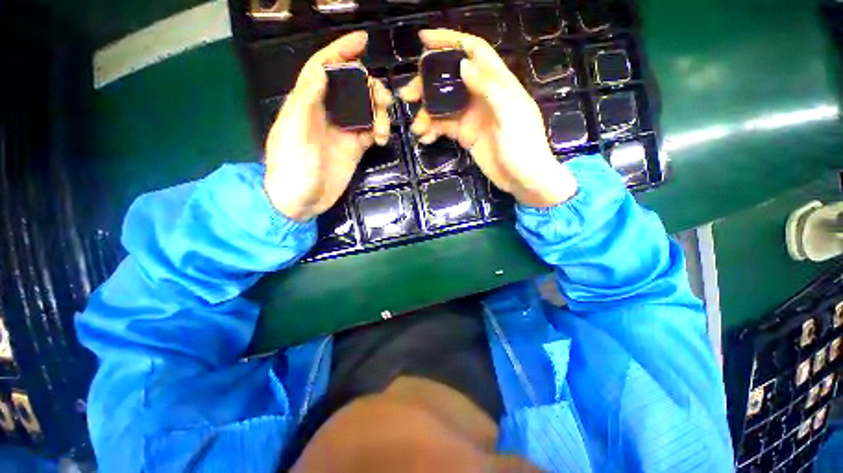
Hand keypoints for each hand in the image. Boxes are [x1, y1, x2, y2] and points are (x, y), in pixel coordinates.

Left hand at [264, 31, 392, 220]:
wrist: (301, 201)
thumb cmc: (292, 168)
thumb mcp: (294, 133)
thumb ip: (306, 101)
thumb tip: (323, 70)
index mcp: (307, 103)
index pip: (324, 68)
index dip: (341, 51)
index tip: (362, 41)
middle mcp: (327, 113)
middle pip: (352, 88)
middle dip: (370, 88)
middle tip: (383, 101)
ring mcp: (343, 131)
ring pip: (366, 109)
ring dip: (379, 113)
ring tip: (383, 129)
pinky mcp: (354, 148)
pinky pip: (371, 131)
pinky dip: (380, 131)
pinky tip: (382, 140)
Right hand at [400, 30, 576, 207]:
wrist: (523, 179)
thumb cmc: (523, 147)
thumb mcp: (510, 115)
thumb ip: (490, 88)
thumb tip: (464, 64)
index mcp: (498, 83)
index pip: (474, 51)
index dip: (450, 41)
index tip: (424, 41)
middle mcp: (482, 96)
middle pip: (451, 79)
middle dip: (428, 84)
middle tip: (408, 95)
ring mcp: (473, 116)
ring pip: (444, 105)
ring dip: (427, 113)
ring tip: (416, 127)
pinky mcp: (466, 135)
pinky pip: (445, 127)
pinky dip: (433, 130)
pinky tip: (425, 138)